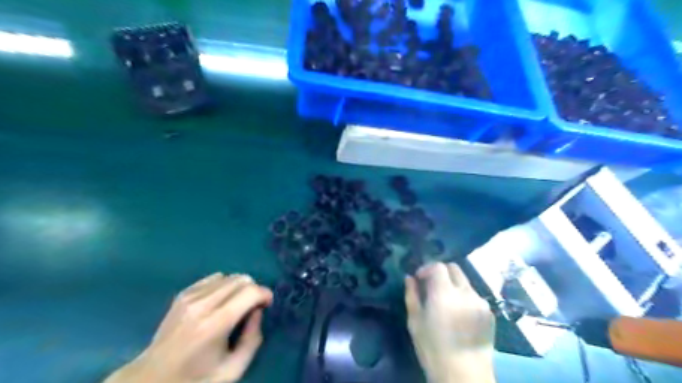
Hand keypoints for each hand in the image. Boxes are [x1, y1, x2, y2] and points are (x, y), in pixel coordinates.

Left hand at [104, 273, 271, 382]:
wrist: (151, 379)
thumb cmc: (195, 379)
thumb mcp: (233, 369)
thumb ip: (253, 339)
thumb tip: (257, 311)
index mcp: (214, 325)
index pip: (250, 292)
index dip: (265, 294)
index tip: (267, 304)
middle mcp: (202, 304)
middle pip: (241, 279)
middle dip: (254, 289)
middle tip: (254, 306)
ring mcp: (190, 297)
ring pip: (229, 276)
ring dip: (240, 287)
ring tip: (237, 304)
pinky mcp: (183, 294)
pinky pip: (214, 277)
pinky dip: (224, 285)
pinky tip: (221, 301)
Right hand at [403, 261, 496, 382]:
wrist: (464, 375)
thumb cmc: (433, 348)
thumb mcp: (415, 321)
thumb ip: (412, 295)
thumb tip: (409, 278)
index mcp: (444, 292)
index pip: (438, 266)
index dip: (427, 268)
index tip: (419, 278)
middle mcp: (465, 292)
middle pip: (454, 268)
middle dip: (441, 272)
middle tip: (431, 286)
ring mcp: (480, 302)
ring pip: (465, 283)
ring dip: (454, 285)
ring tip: (446, 303)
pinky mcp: (489, 314)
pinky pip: (475, 297)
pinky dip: (465, 298)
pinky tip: (459, 315)